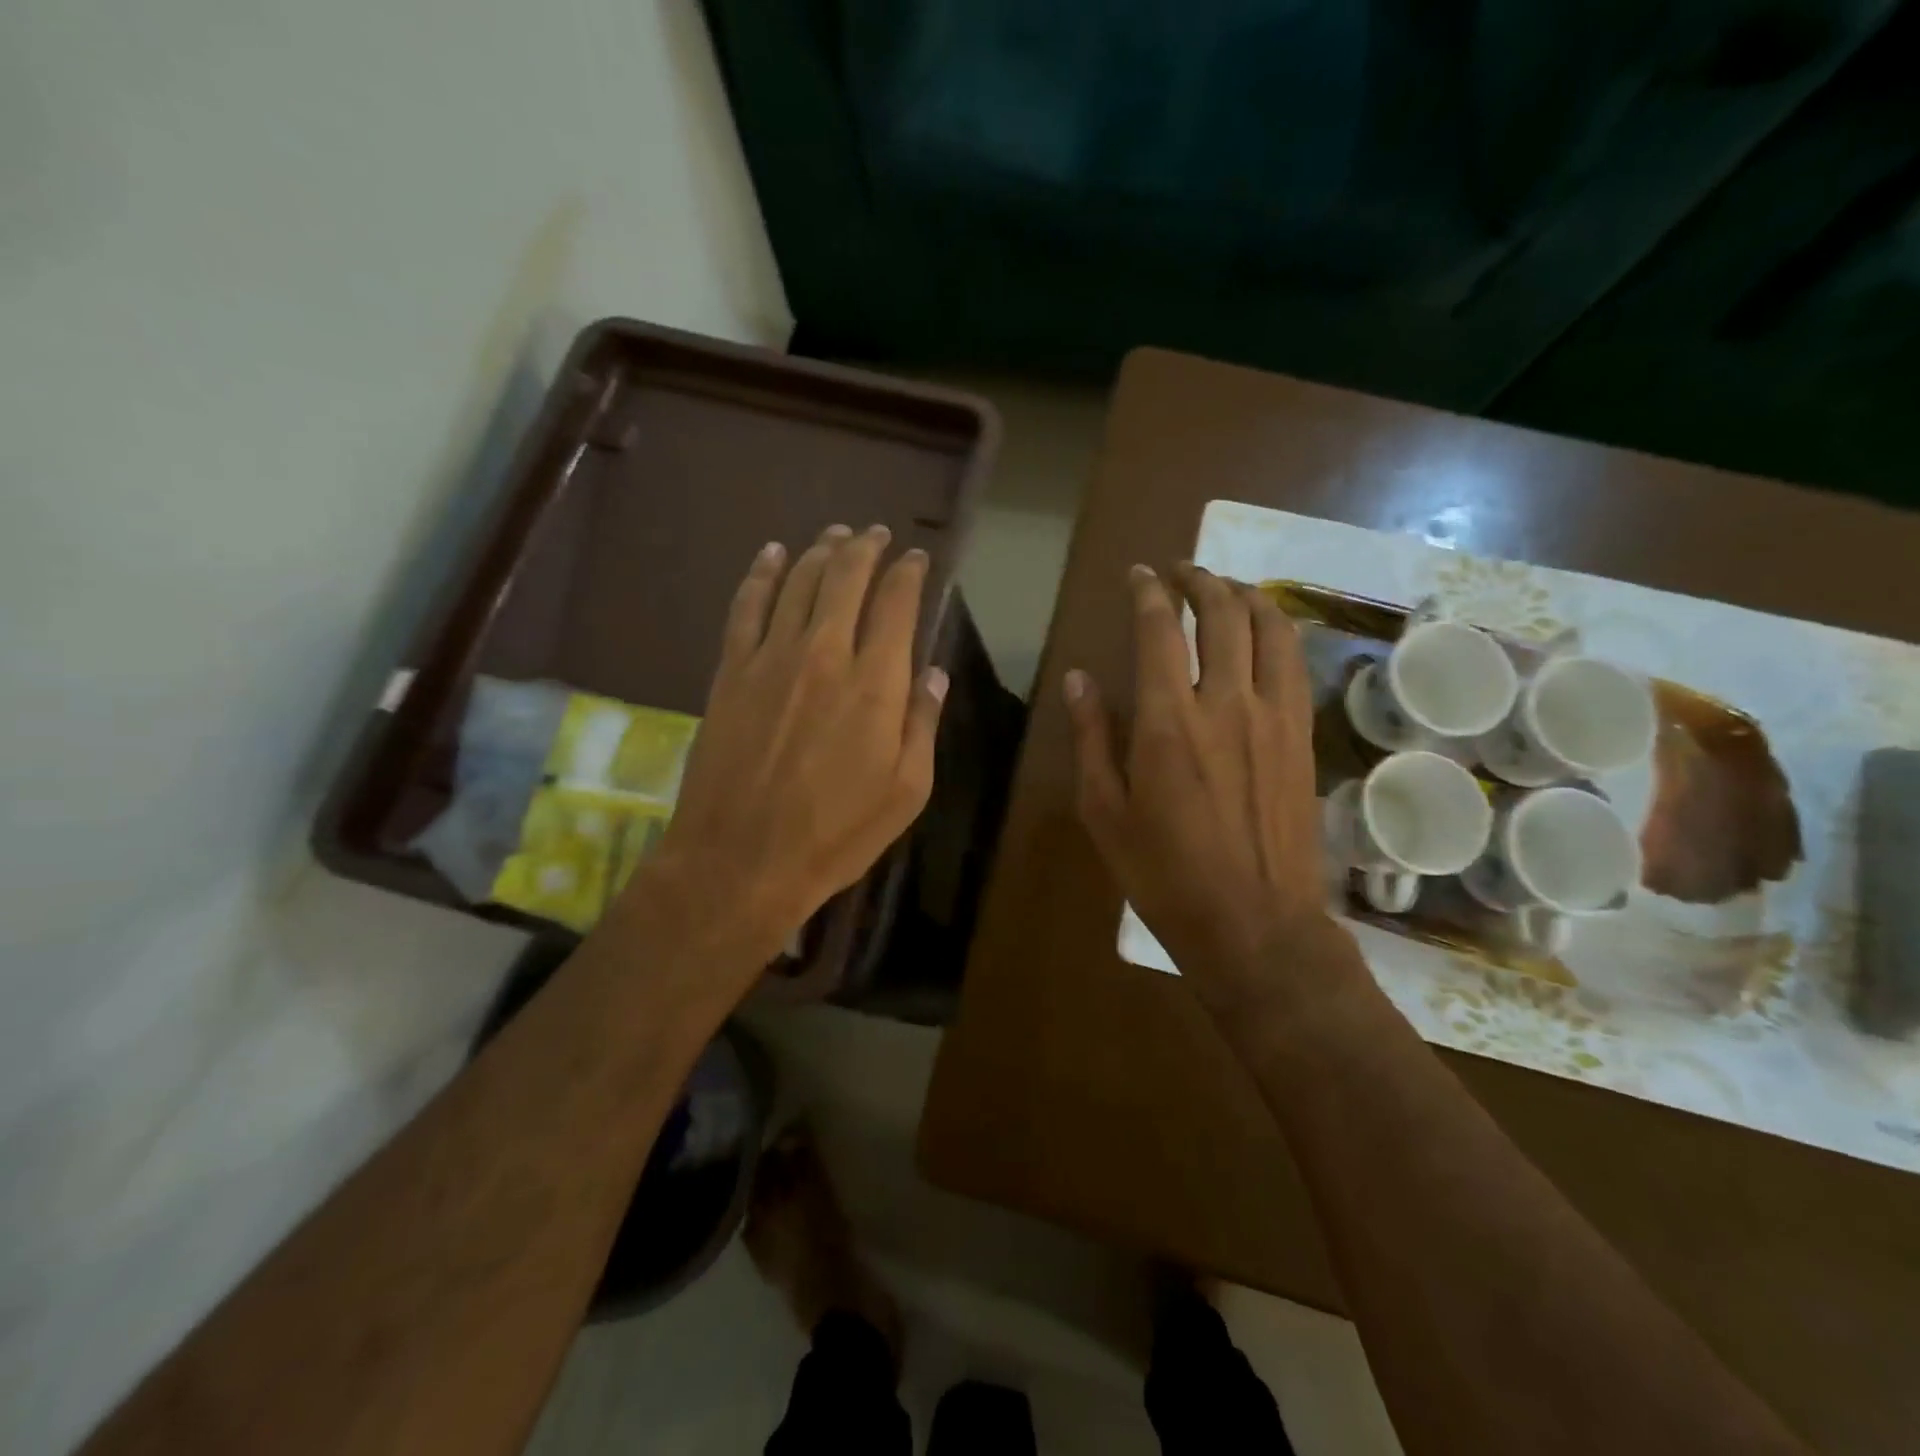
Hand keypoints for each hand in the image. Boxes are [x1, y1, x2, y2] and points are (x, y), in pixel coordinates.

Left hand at [630, 524, 945, 983]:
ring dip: (820, 551)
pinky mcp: (730, 672)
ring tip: (835, 534)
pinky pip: (746, 607)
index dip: (909, 573)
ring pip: (797, 582)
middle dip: (866, 548)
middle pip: (845, 579)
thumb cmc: (835, 834)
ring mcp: (770, 659)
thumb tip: (934, 673)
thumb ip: (923, 724)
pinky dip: (760, 574)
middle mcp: (824, 654)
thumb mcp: (907, 792)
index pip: (896, 604)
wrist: (741, 860)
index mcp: (874, 683)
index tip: (917, 559)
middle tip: (877, 533)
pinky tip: (771, 555)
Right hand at [1064, 563, 1346, 1012]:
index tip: (1139, 575)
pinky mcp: (1302, 736)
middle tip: (1180, 572)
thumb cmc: (1164, 874)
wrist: (1254, 925)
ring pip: (1268, 628)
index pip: (1159, 629)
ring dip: (1245, 594)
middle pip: (1221, 613)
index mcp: (1167, 721)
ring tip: (1225, 588)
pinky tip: (1266, 631)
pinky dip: (1279, 631)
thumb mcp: (1105, 812)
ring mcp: (1273, 716)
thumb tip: (1079, 679)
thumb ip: (1092, 738)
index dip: (1148, 592)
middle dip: (1199, 580)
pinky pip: (1295, 663)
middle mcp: (1226, 703)